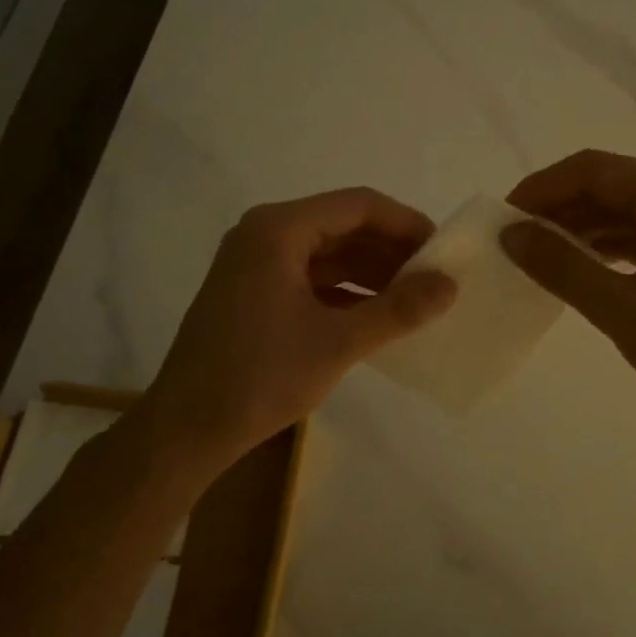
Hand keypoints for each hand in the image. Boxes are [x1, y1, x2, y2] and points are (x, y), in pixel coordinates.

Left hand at [144, 188, 455, 469]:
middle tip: (434, 278)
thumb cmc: (261, 377)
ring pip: (328, 254)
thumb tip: (450, 284)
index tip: (443, 251)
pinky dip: (346, 292)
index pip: (358, 206)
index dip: (406, 224)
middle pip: (343, 226)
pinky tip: (377, 316)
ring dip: (371, 273)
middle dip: (391, 250)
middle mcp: (264, 235)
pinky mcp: (253, 294)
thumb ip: (398, 309)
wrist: (186, 430)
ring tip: (414, 299)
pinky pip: (311, 279)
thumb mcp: (338, 342)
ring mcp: (255, 265)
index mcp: (279, 229)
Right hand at [500, 150, 635, 438]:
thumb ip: (562, 267)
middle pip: (606, 184)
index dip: (541, 189)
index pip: (591, 170)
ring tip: (536, 258)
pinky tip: (576, 268)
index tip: (502, 219)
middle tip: (513, 242)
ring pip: (621, 208)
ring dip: (578, 228)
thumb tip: (510, 234)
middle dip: (556, 209)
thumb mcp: (621, 310)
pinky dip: (604, 245)